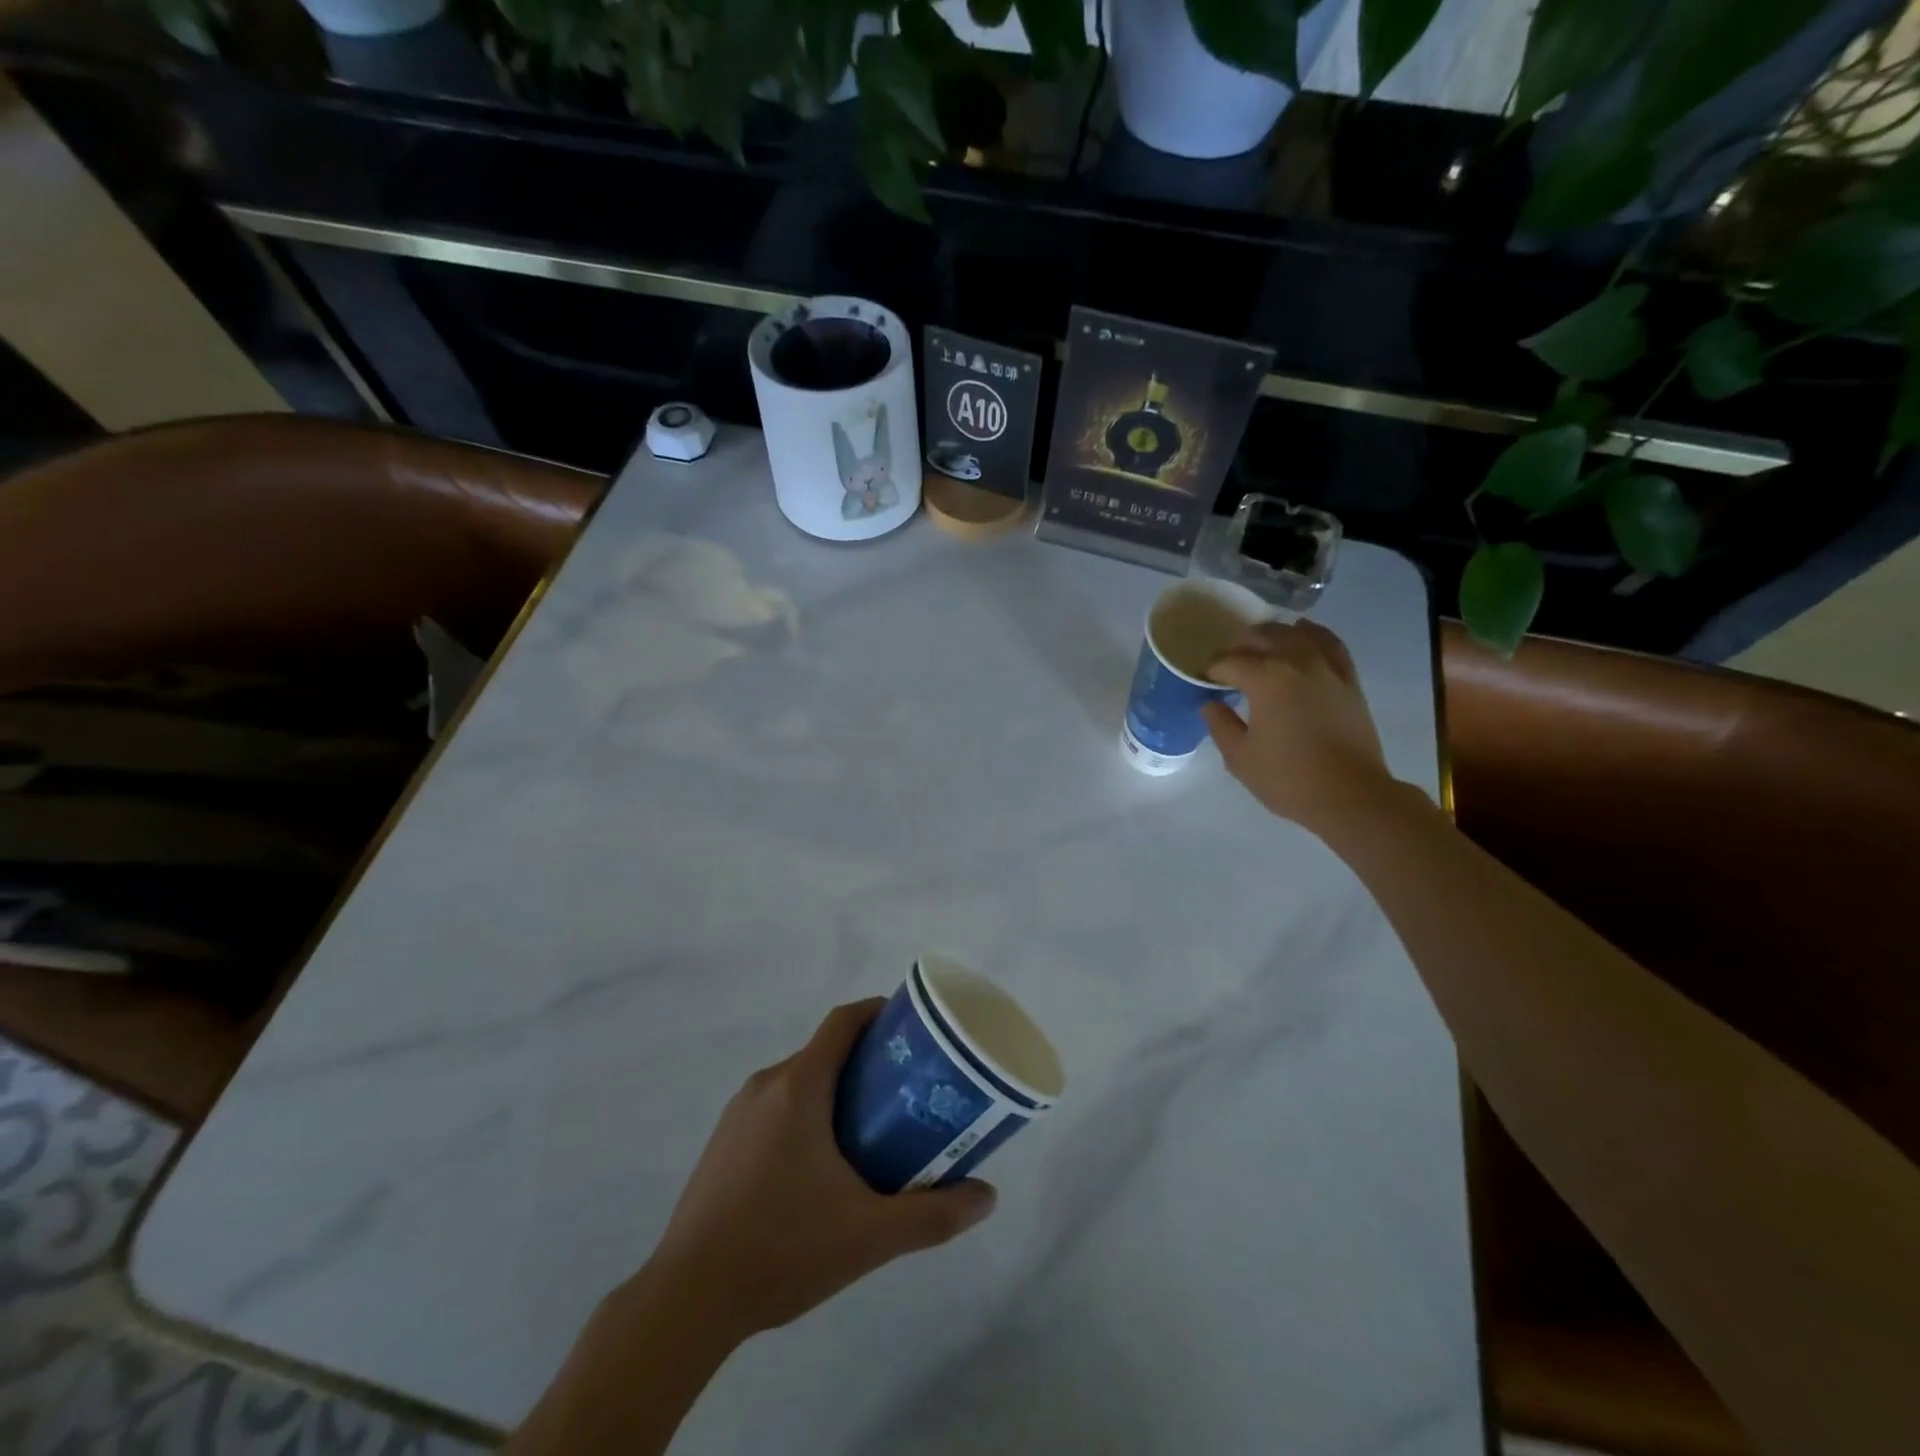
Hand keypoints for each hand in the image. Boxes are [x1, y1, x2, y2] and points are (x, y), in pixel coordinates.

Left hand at [645, 1000, 996, 1341]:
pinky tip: (823, 1166)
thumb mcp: (869, 1235)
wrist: (686, 1299)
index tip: (913, 1029)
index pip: (844, 1022)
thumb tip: (987, 1197)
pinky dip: (808, 1113)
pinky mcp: (723, 1142)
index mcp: (798, 1086)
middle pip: (826, 1051)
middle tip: (907, 1092)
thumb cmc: (781, 1249)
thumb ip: (933, 1215)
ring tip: (874, 1130)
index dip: (879, 1012)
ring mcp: (738, 1113)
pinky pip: (776, 1106)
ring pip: (800, 1080)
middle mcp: (766, 1085)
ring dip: (837, 1091)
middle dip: (868, 1062)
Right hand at [1201, 620, 1399, 833]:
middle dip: (1238, 645)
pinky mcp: (1348, 679)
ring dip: (1272, 634)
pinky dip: (1313, 633)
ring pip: (1296, 634)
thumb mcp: (1239, 756)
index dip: (1211, 669)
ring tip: (1258, 645)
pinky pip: (1330, 643)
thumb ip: (1220, 724)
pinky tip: (1303, 633)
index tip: (1202, 680)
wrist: (1350, 795)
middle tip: (1225, 662)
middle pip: (1262, 637)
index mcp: (1265, 679)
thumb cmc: (1287, 778)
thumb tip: (1211, 704)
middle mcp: (1296, 662)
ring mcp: (1327, 668)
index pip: (1229, 661)